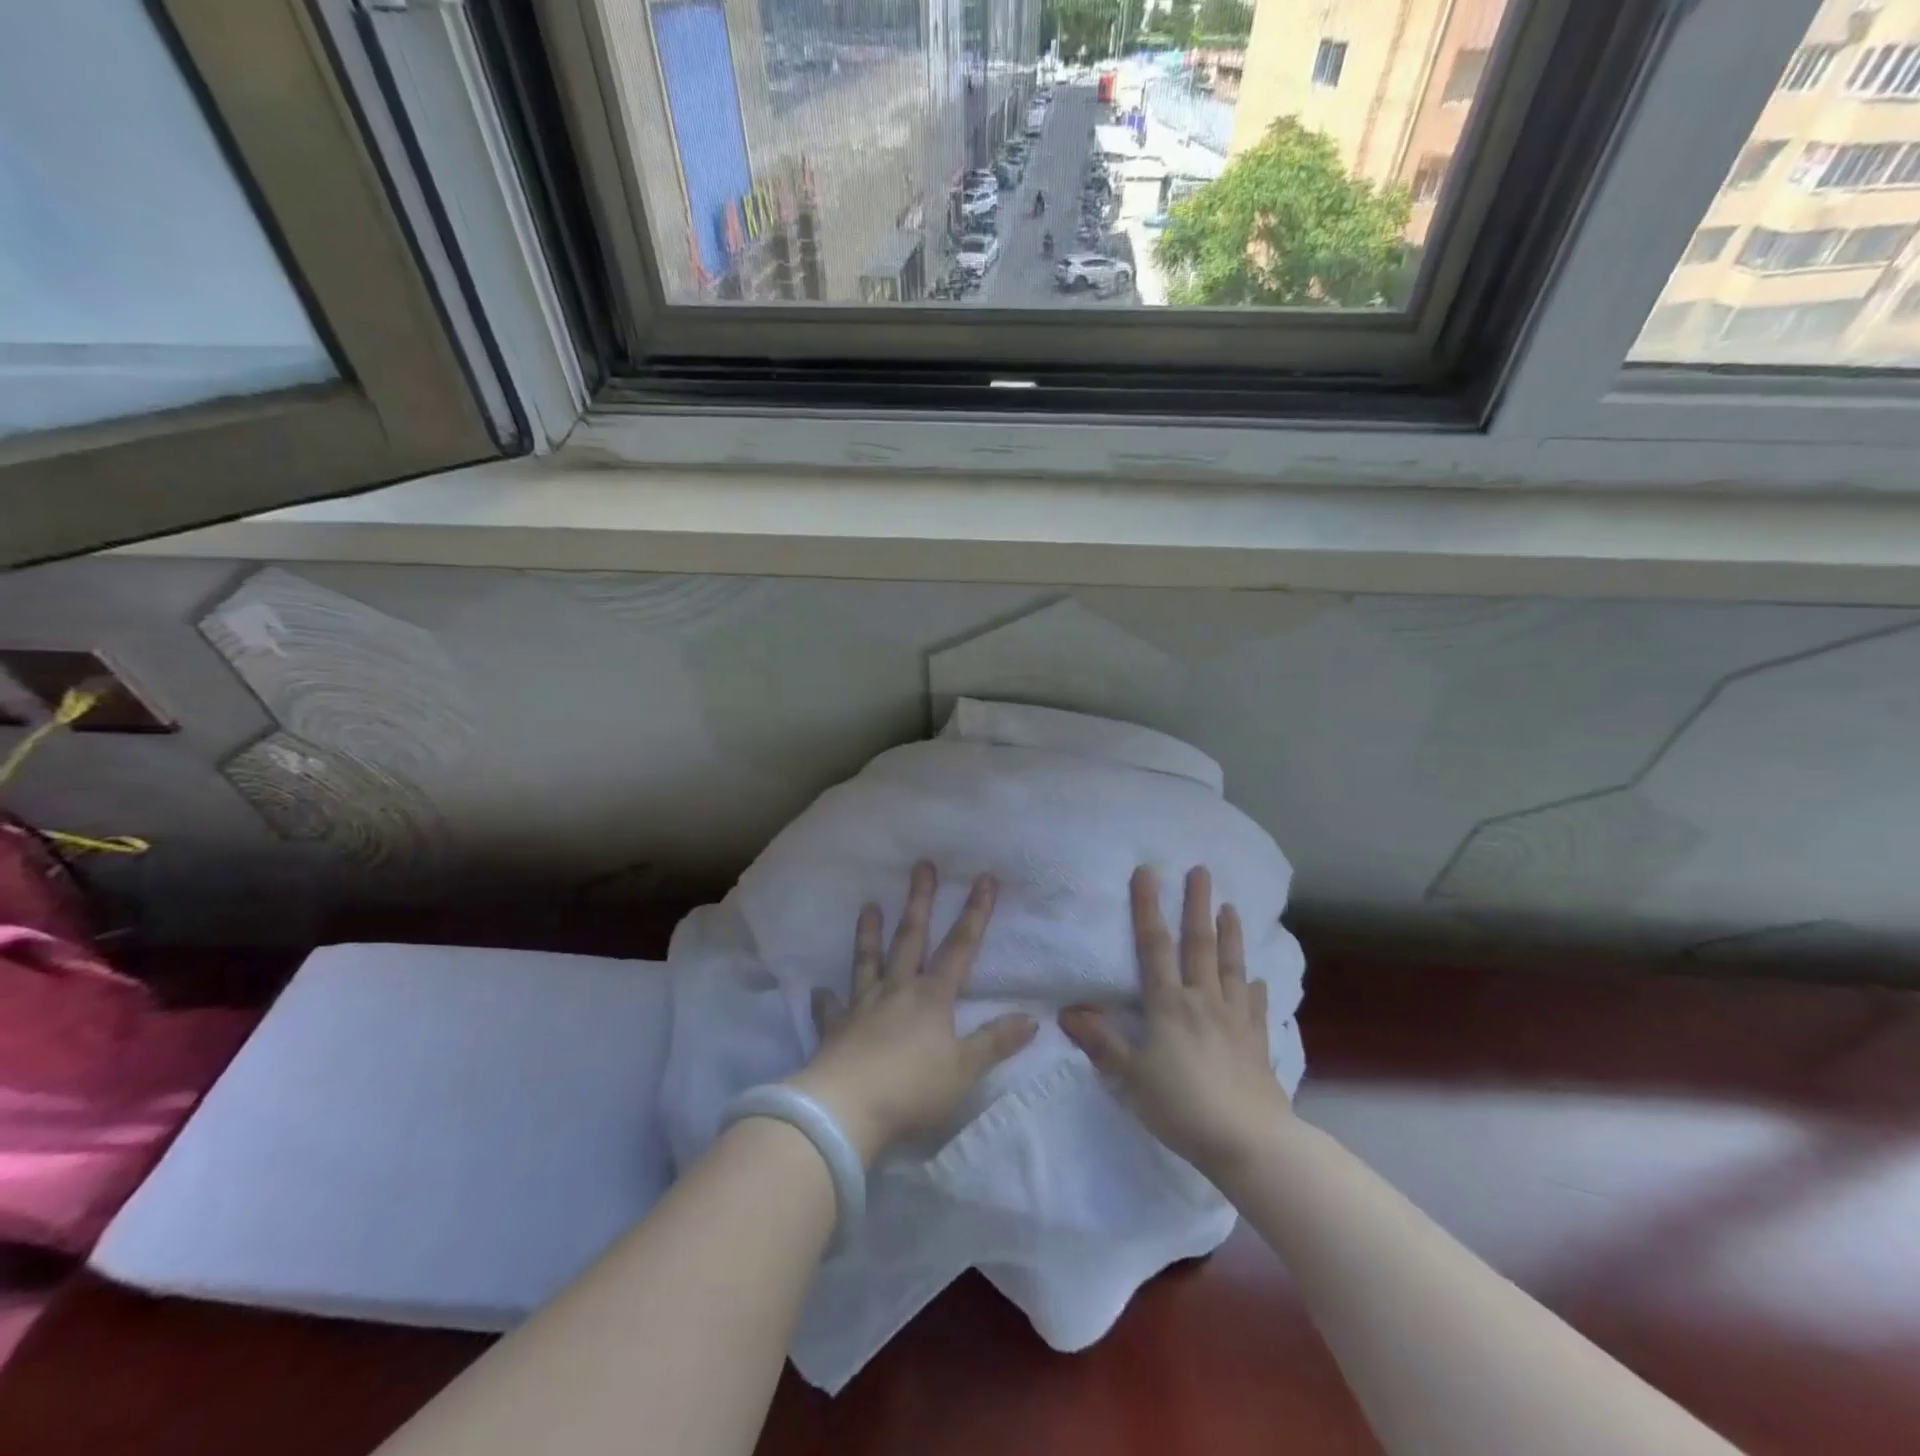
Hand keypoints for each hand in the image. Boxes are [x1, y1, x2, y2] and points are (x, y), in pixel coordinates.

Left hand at [787, 862, 1037, 1165]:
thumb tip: (1032, 1019)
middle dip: (919, 901)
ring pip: (868, 961)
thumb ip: (996, 1042)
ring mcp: (862, 1006)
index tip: (984, 878)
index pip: (960, 947)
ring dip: (869, 933)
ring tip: (868, 905)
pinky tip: (819, 992)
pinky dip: (825, 1000)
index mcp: (932, 997)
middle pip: (911, 938)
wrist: (847, 1109)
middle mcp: (897, 991)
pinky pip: (830, 1010)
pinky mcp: (835, 1029)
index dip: (975, 912)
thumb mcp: (965, 1070)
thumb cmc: (913, 1089)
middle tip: (921, 865)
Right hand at [1060, 865, 1291, 1176]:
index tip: (1149, 872)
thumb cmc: (1181, 1107)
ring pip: (1231, 966)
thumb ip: (1100, 1042)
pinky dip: (1253, 988)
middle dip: (1197, 905)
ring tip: (1232, 907)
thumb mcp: (1130, 1078)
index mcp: (1170, 1004)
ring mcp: (1235, 1019)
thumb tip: (1065, 1011)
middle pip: (1199, 944)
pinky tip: (1256, 979)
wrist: (1249, 1142)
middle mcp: (1203, 1000)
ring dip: (1230, 934)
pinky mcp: (1257, 1041)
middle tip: (1202, 871)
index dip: (1149, 907)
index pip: (1155, 946)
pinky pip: (1254, 1006)